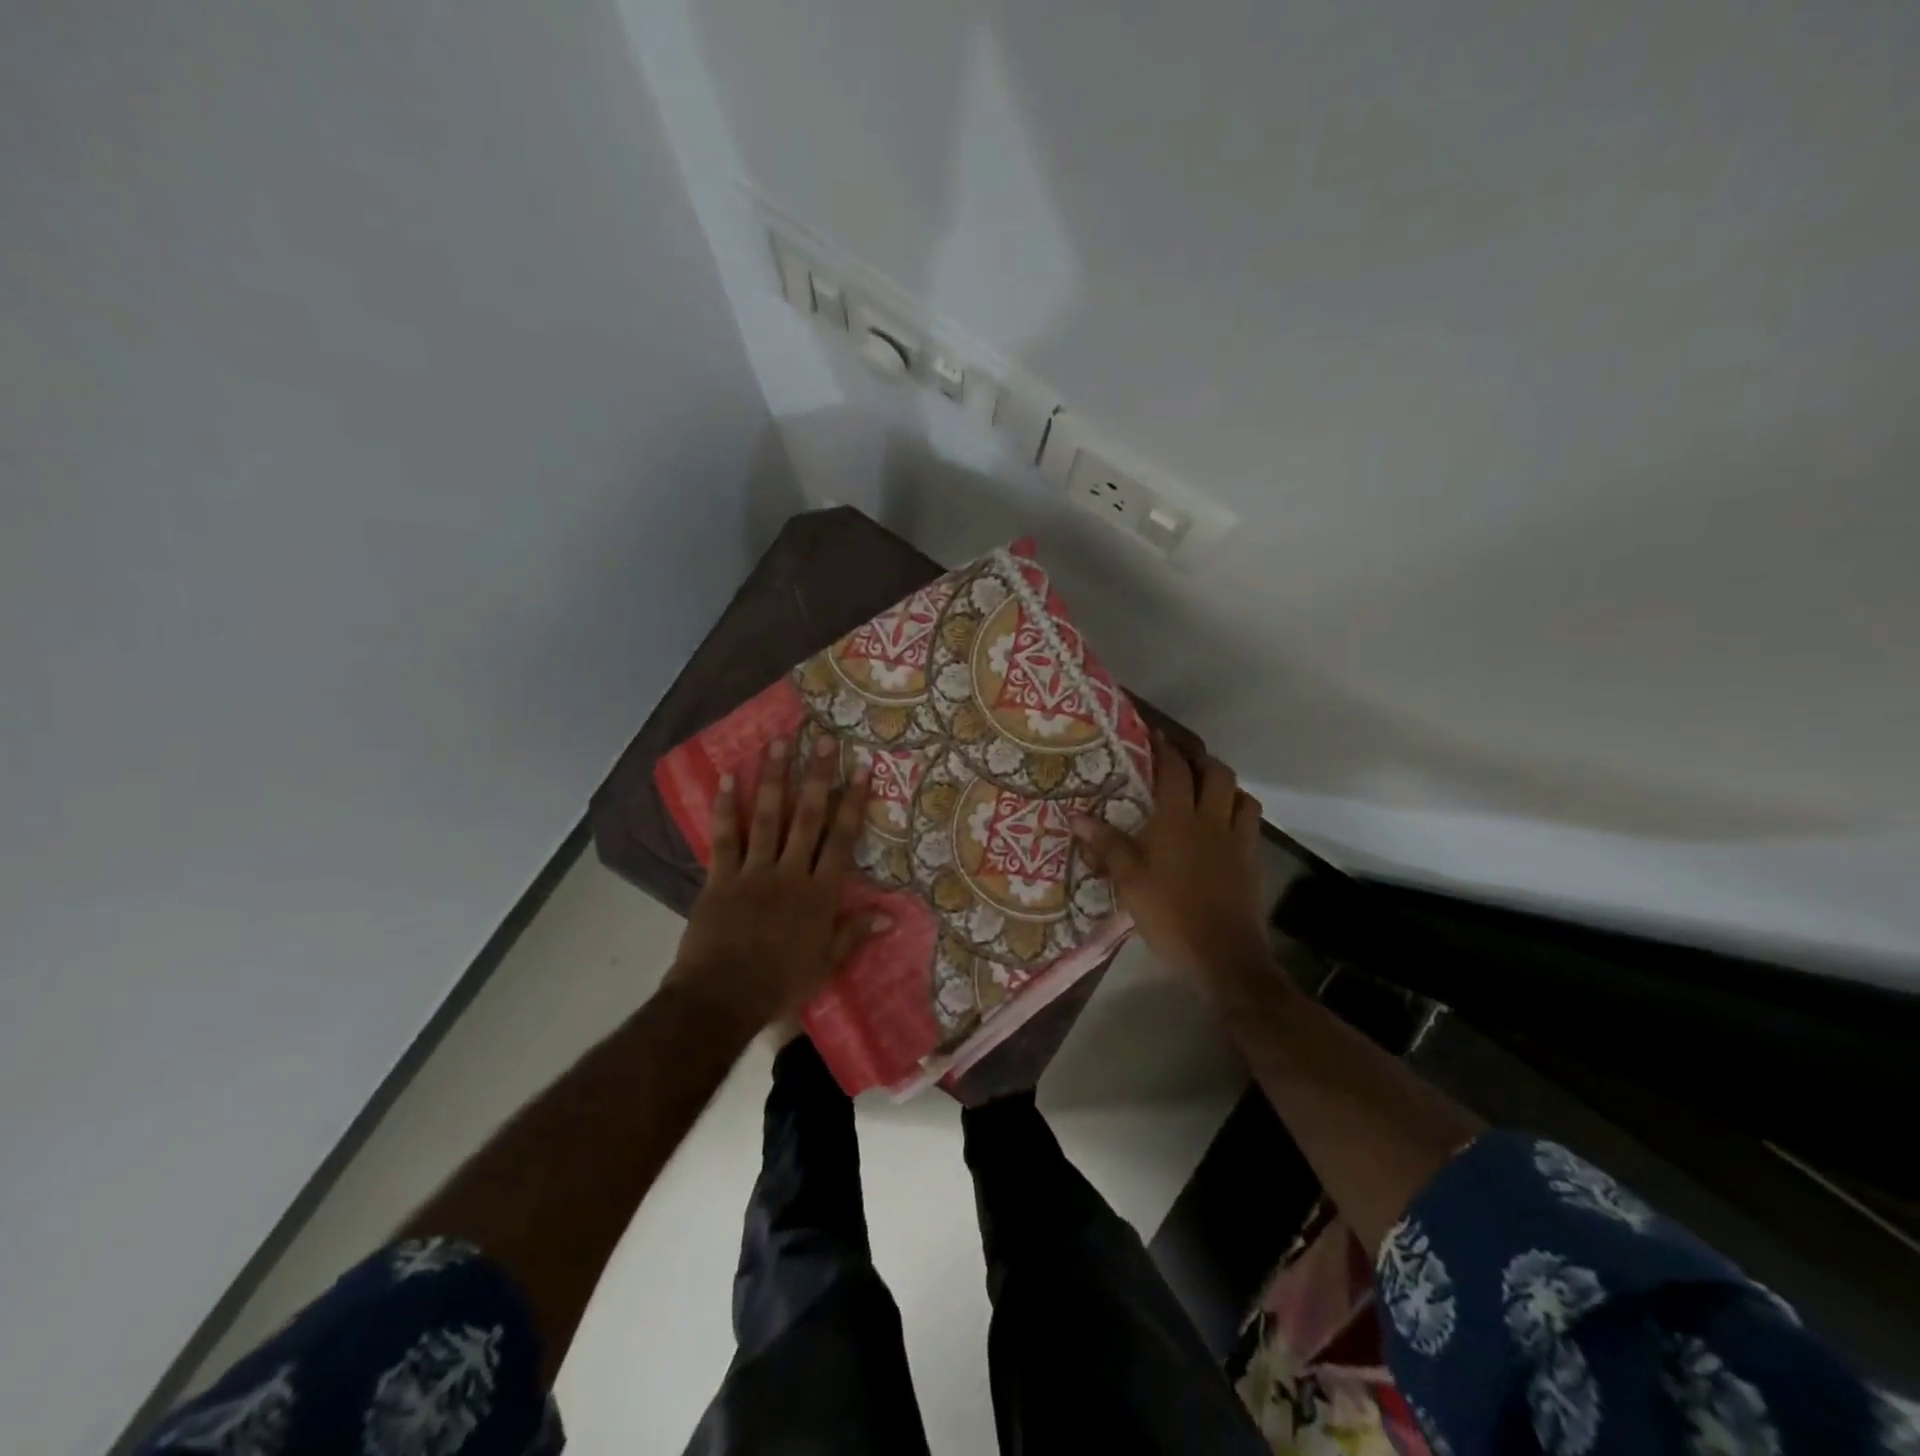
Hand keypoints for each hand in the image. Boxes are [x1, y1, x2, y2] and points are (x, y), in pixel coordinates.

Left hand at [665, 734, 884, 1037]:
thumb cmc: (779, 985)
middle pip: (807, 817)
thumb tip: (890, 915)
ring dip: (774, 778)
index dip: (853, 802)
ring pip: (767, 816)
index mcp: (819, 894)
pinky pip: (724, 837)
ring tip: (779, 743)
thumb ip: (854, 934)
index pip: (841, 839)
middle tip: (823, 740)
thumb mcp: (826, 965)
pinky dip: (725, 807)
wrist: (722, 999)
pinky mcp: (720, 878)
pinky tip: (726, 778)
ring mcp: (753, 872)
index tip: (861, 769)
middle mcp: (790, 873)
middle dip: (817, 777)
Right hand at [1072, 732, 1269, 989]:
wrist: (1223, 955)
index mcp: (1179, 820)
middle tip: (1184, 760)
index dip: (1166, 749)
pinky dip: (1238, 816)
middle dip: (1201, 760)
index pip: (1175, 771)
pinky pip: (1251, 827)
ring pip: (1242, 797)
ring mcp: (1238, 842)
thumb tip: (1076, 816)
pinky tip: (1225, 830)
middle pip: (1217, 774)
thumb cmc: (1169, 914)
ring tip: (1210, 791)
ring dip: (1227, 787)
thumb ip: (1106, 845)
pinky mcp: (1253, 863)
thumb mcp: (1129, 881)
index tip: (1156, 734)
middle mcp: (1213, 821)